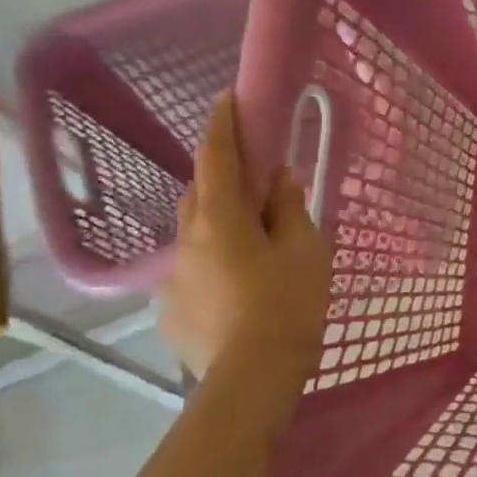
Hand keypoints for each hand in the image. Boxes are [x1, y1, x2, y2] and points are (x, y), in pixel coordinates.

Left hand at [157, 93, 331, 383]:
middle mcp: (186, 241)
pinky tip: (237, 289)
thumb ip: (290, 210)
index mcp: (219, 219)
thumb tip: (280, 180)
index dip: (222, 125)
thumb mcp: (305, 251)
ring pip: (194, 235)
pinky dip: (213, 264)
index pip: (217, 158)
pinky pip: (192, 271)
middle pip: (199, 194)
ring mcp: (172, 278)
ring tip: (249, 242)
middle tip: (253, 181)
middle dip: (221, 177)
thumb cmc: (287, 304)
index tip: (226, 99)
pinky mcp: (170, 310)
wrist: (251, 378)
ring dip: (217, 224)